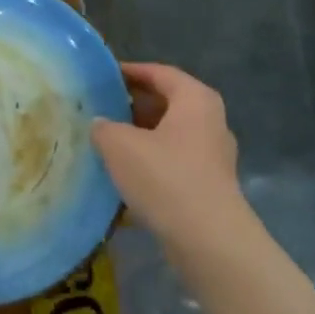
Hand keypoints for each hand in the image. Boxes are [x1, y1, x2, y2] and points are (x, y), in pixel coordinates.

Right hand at [92, 62, 247, 252]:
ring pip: (170, 134)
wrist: (209, 242)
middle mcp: (210, 120)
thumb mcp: (120, 146)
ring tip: (107, 142)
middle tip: (101, 108)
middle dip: (133, 106)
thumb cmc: (166, 178)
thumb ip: (104, 127)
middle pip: (167, 103)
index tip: (103, 76)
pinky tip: (126, 176)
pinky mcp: (210, 185)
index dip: (129, 71)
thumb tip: (100, 124)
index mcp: (195, 99)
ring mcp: (213, 154)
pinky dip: (151, 162)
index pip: (159, 72)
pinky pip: (175, 162)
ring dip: (141, 137)